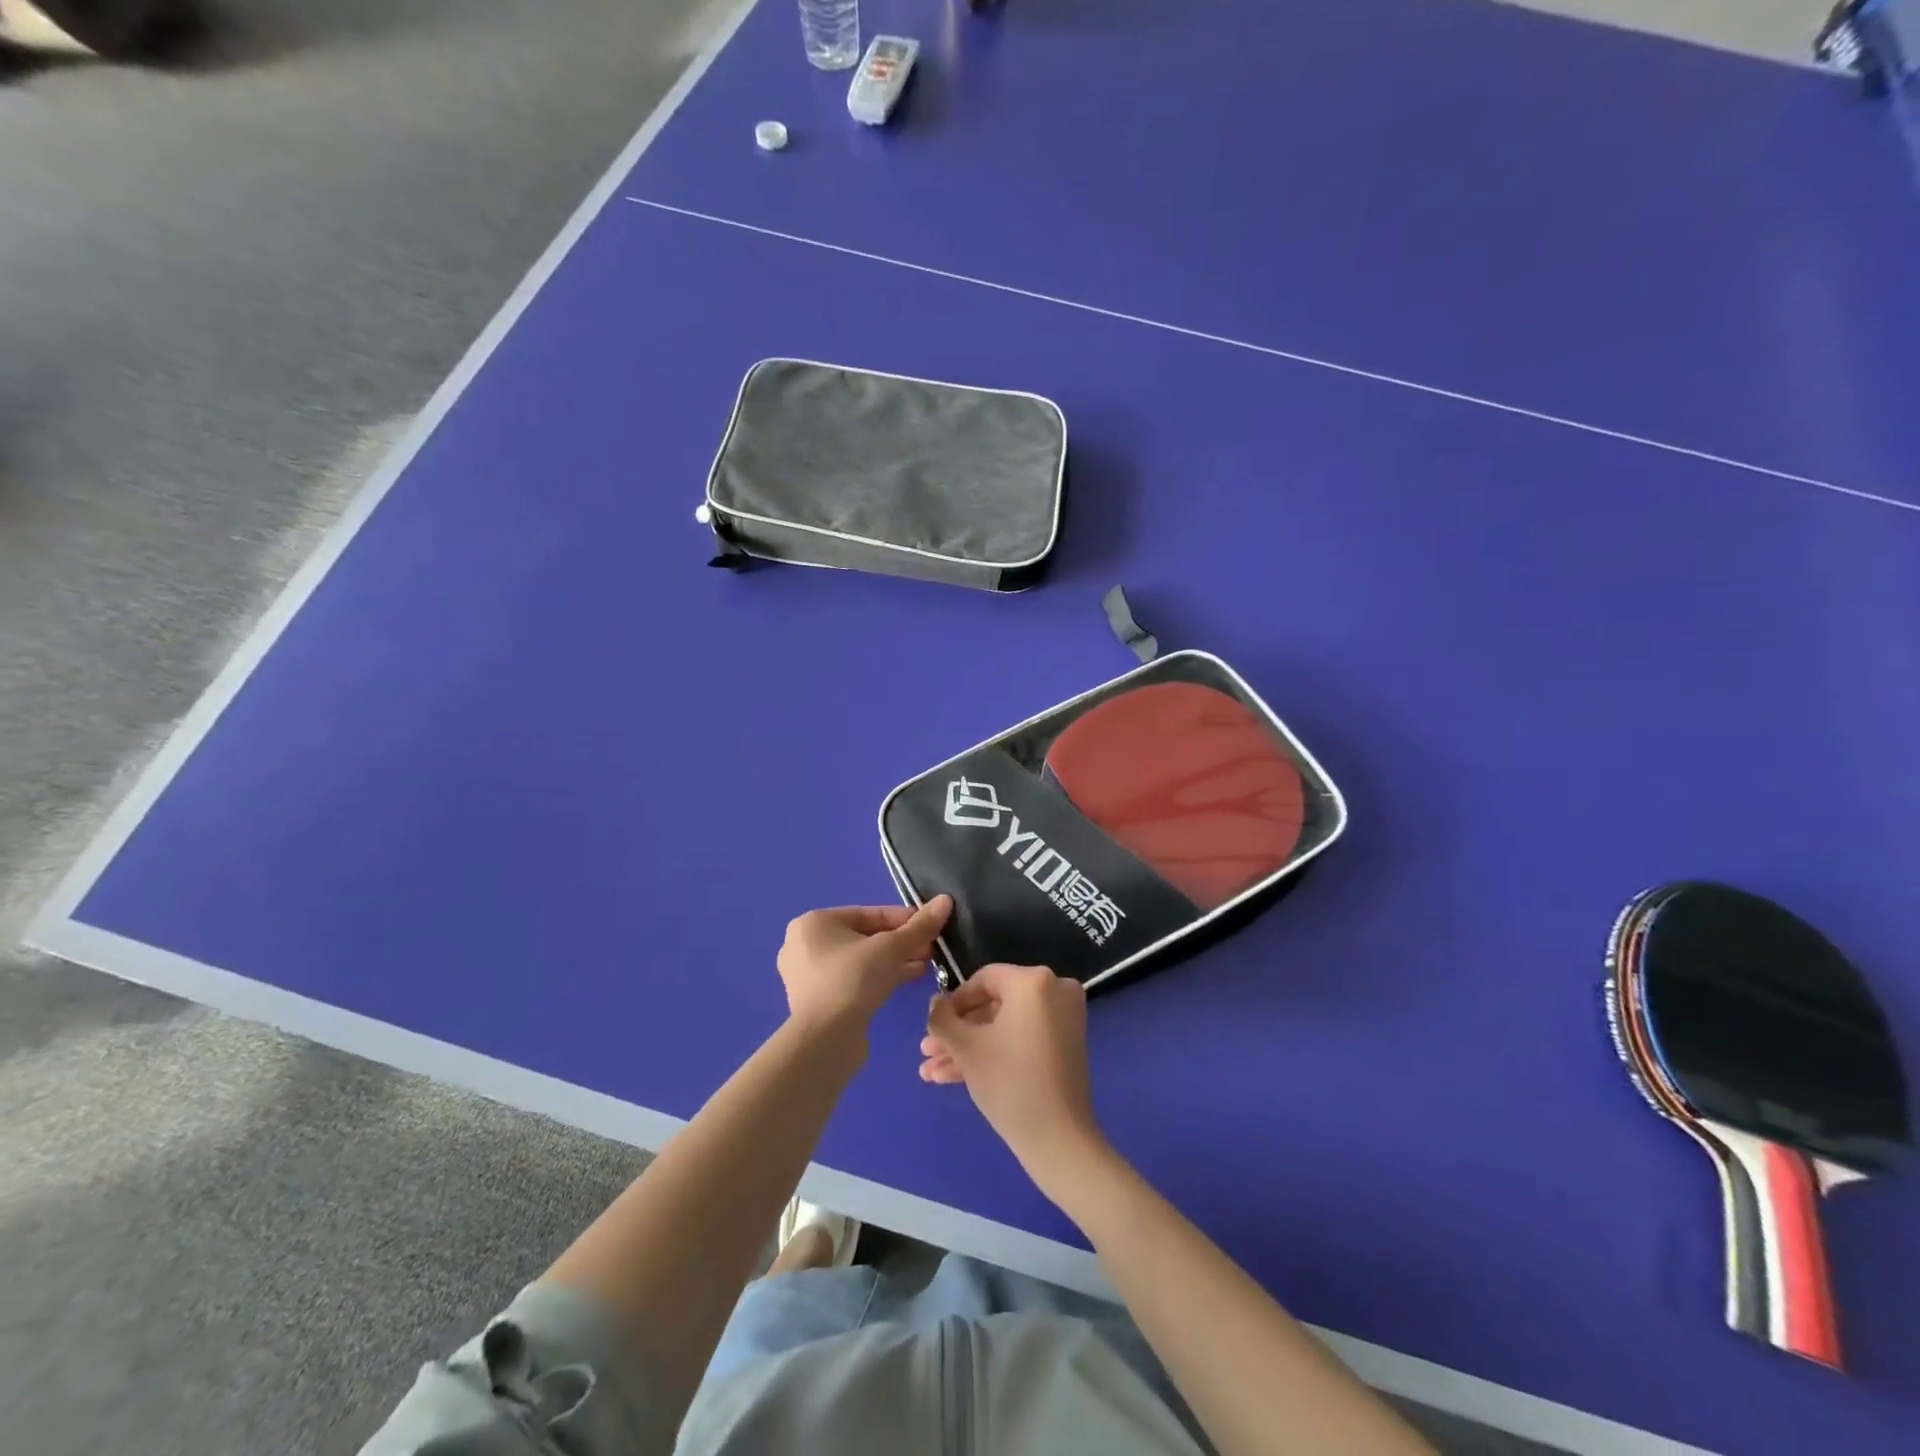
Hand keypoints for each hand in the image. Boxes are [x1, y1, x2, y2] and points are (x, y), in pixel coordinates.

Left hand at [777, 896, 951, 1037]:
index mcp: (815, 923)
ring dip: (894, 960)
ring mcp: (809, 976)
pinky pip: (854, 980)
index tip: (931, 924)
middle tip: (931, 948)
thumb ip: (919, 926)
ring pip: (861, 960)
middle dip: (901, 942)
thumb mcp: (891, 948)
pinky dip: (879, 977)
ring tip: (927, 964)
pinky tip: (909, 979)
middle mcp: (805, 945)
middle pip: (865, 936)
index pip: (868, 913)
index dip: (904, 918)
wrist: (825, 1041)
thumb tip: (945, 900)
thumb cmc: (853, 980)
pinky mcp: (819, 1002)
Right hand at [920, 963, 1107, 1189]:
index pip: (984, 979)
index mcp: (1034, 981)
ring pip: (1005, 1026)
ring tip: (932, 1072)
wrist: (1058, 1139)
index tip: (932, 1026)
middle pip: (993, 1006)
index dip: (953, 1003)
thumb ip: (942, 1019)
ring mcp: (1063, 1019)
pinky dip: (994, 1053)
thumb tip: (935, 1002)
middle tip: (927, 1053)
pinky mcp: (1065, 1045)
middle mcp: (1054, 990)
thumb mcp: (966, 1048)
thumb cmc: (1009, 1082)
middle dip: (957, 1032)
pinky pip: (1022, 1038)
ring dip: (968, 1047)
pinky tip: (953, 1076)